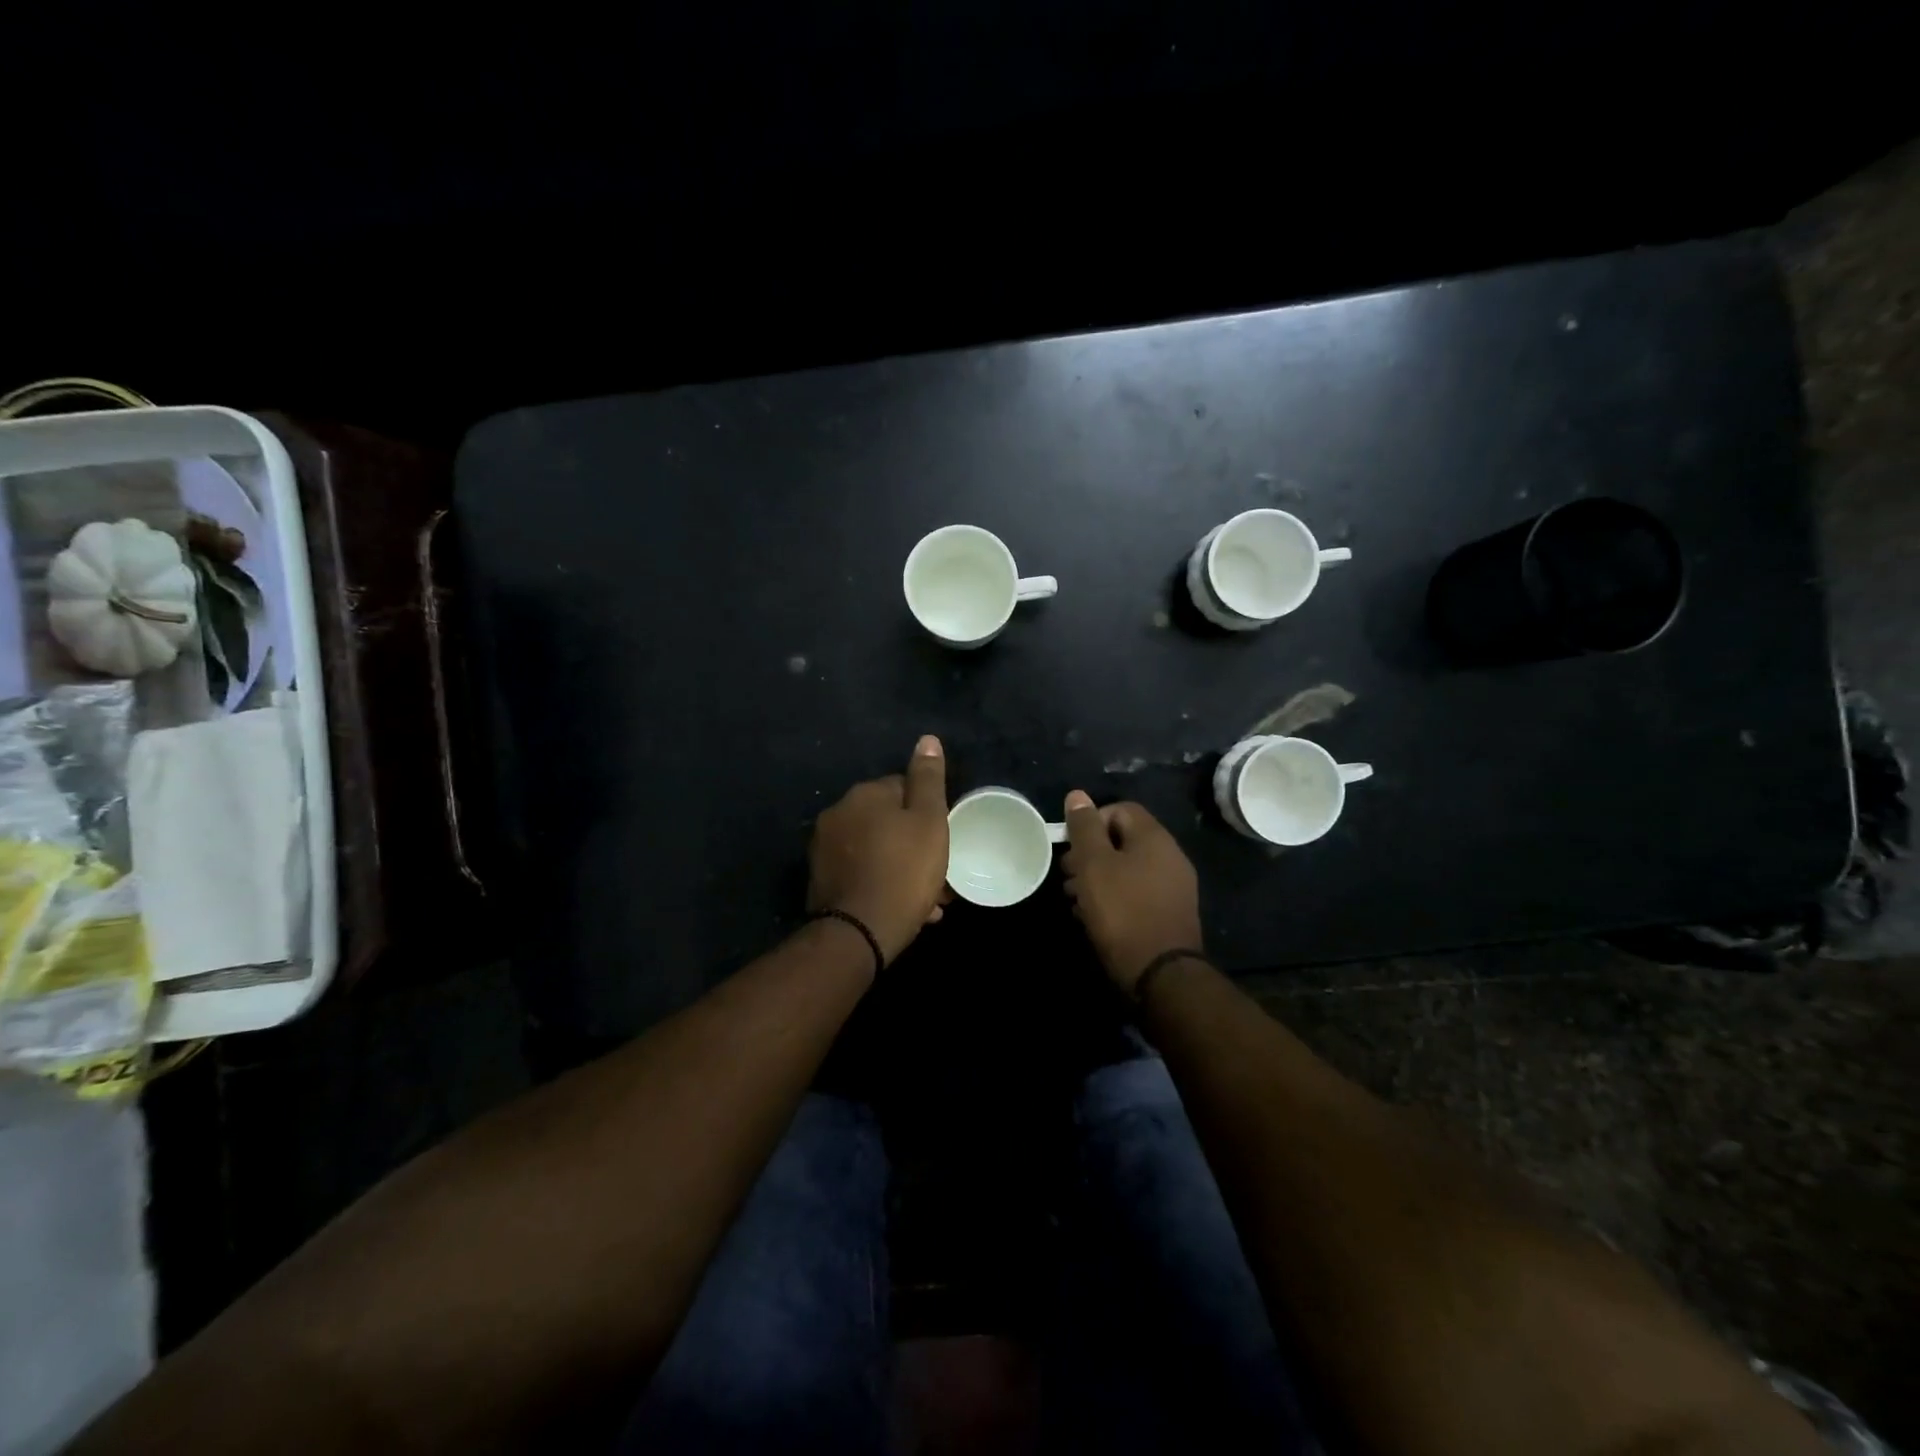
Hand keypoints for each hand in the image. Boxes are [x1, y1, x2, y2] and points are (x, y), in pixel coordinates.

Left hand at [808, 736, 950, 965]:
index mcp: (864, 794)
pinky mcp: (820, 879)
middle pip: (886, 820)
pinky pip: (860, 872)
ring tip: (924, 897)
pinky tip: (900, 907)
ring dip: (898, 865)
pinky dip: (879, 883)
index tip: (942, 837)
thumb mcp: (929, 821)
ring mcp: (824, 848)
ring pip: (874, 849)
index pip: (902, 787)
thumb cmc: (904, 870)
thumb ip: (928, 779)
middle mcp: (837, 814)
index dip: (927, 812)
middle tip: (936, 871)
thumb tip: (927, 739)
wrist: (859, 931)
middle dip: (911, 842)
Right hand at [1061, 791, 1203, 993]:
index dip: (1091, 822)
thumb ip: (1085, 828)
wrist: (1161, 974)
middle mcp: (1170, 856)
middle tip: (1068, 877)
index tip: (1071, 847)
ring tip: (1075, 900)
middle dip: (1090, 854)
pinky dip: (1115, 898)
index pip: (1120, 809)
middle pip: (1123, 840)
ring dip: (1098, 878)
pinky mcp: (1170, 913)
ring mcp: (1174, 887)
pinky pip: (1137, 893)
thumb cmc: (1122, 911)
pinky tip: (1095, 918)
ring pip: (1128, 869)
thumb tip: (1077, 795)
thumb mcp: (1094, 865)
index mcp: (1154, 838)